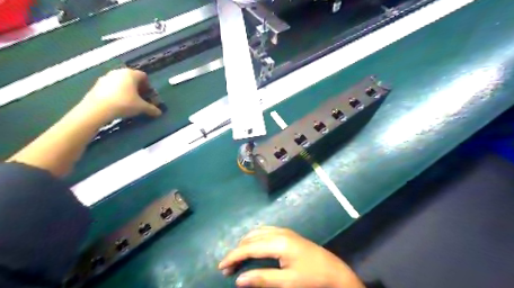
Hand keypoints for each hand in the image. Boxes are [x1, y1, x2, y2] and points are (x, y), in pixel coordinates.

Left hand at [80, 68, 160, 119]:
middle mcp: (119, 72)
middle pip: (132, 78)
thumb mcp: (141, 107)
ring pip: (121, 82)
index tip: (149, 95)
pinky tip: (118, 103)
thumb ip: (151, 109)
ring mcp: (106, 77)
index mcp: (131, 74)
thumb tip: (159, 113)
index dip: (148, 86)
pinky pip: (112, 86)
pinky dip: (117, 92)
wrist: (97, 109)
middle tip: (141, 99)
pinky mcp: (97, 84)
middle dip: (138, 88)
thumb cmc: (124, 103)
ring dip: (127, 90)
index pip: (144, 76)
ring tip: (129, 101)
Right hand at [219, 227, 361, 287]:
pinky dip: (255, 239)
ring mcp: (284, 231)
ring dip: (245, 244)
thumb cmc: (311, 278)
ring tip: (238, 258)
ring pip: (257, 233)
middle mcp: (279, 232)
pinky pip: (265, 232)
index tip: (221, 266)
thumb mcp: (287, 283)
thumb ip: (262, 278)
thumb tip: (239, 279)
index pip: (249, 247)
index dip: (233, 256)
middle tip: (228, 268)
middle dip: (238, 251)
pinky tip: (254, 247)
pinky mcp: (288, 234)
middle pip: (251, 238)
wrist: (335, 272)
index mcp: (278, 242)